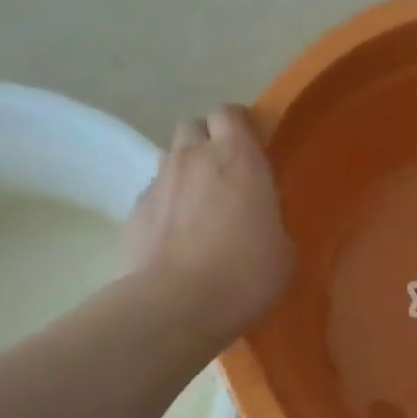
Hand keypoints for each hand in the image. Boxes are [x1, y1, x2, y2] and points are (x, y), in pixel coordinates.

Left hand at [126, 105, 293, 341]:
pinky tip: (177, 235)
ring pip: (172, 158)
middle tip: (225, 172)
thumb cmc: (244, 274)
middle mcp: (194, 158)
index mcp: (238, 158)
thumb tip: (261, 223)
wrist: (176, 304)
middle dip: (208, 140)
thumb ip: (271, 221)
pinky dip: (167, 204)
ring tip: (200, 206)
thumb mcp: (282, 250)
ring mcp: (159, 182)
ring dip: (186, 171)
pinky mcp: (134, 211)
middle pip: (195, 125)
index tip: (253, 145)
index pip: (230, 113)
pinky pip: (155, 194)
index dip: (240, 125)